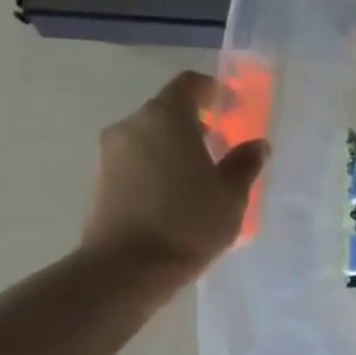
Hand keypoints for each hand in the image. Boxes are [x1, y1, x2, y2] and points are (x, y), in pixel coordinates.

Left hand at [81, 72, 267, 284]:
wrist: (125, 270)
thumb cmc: (188, 221)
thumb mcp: (232, 193)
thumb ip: (245, 163)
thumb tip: (256, 145)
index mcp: (166, 117)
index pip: (189, 84)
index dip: (214, 91)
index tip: (234, 110)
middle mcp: (132, 125)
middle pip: (168, 109)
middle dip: (197, 122)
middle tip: (223, 145)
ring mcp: (110, 153)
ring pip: (151, 135)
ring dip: (176, 145)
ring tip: (202, 174)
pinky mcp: (99, 180)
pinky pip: (137, 158)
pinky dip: (159, 164)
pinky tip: (177, 193)